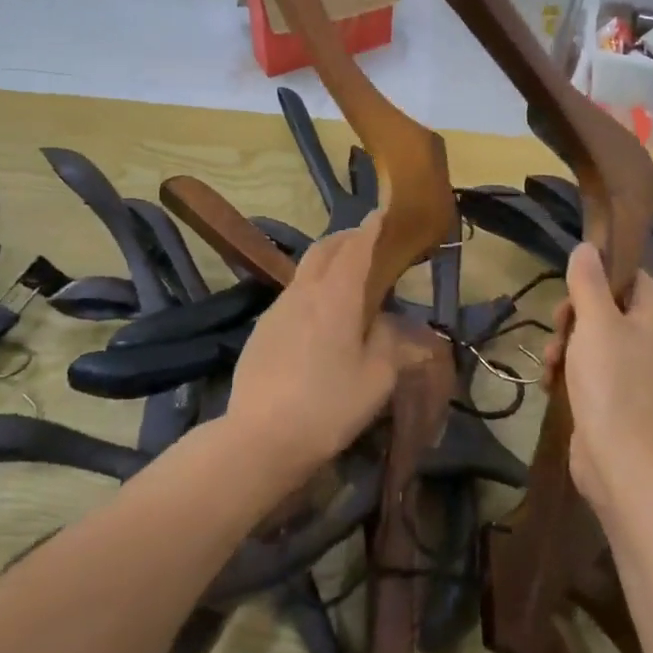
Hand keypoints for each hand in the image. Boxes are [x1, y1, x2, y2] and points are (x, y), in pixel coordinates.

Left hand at [227, 215, 418, 485]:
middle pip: (324, 250)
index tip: (382, 214)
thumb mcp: (376, 379)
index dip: (371, 229)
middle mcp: (304, 293)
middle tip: (366, 239)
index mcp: (336, 297)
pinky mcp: (262, 329)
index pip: (356, 249)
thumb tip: (393, 324)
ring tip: (345, 275)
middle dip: (346, 238)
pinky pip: (292, 293)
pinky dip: (311, 286)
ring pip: (304, 270)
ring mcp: (277, 309)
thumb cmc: (328, 405)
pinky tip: (318, 313)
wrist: (259, 438)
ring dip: (326, 261)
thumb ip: (391, 345)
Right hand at [544, 244, 652, 512]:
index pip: (638, 280)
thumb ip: (589, 282)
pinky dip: (566, 373)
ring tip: (551, 360)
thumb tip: (588, 247)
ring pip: (589, 341)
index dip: (611, 272)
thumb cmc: (610, 380)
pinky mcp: (608, 400)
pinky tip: (550, 383)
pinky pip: (583, 372)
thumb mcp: (596, 322)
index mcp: (650, 320)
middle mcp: (643, 344)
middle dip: (575, 313)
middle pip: (607, 310)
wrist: (617, 458)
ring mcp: (627, 374)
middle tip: (560, 322)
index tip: (580, 276)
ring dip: (564, 344)